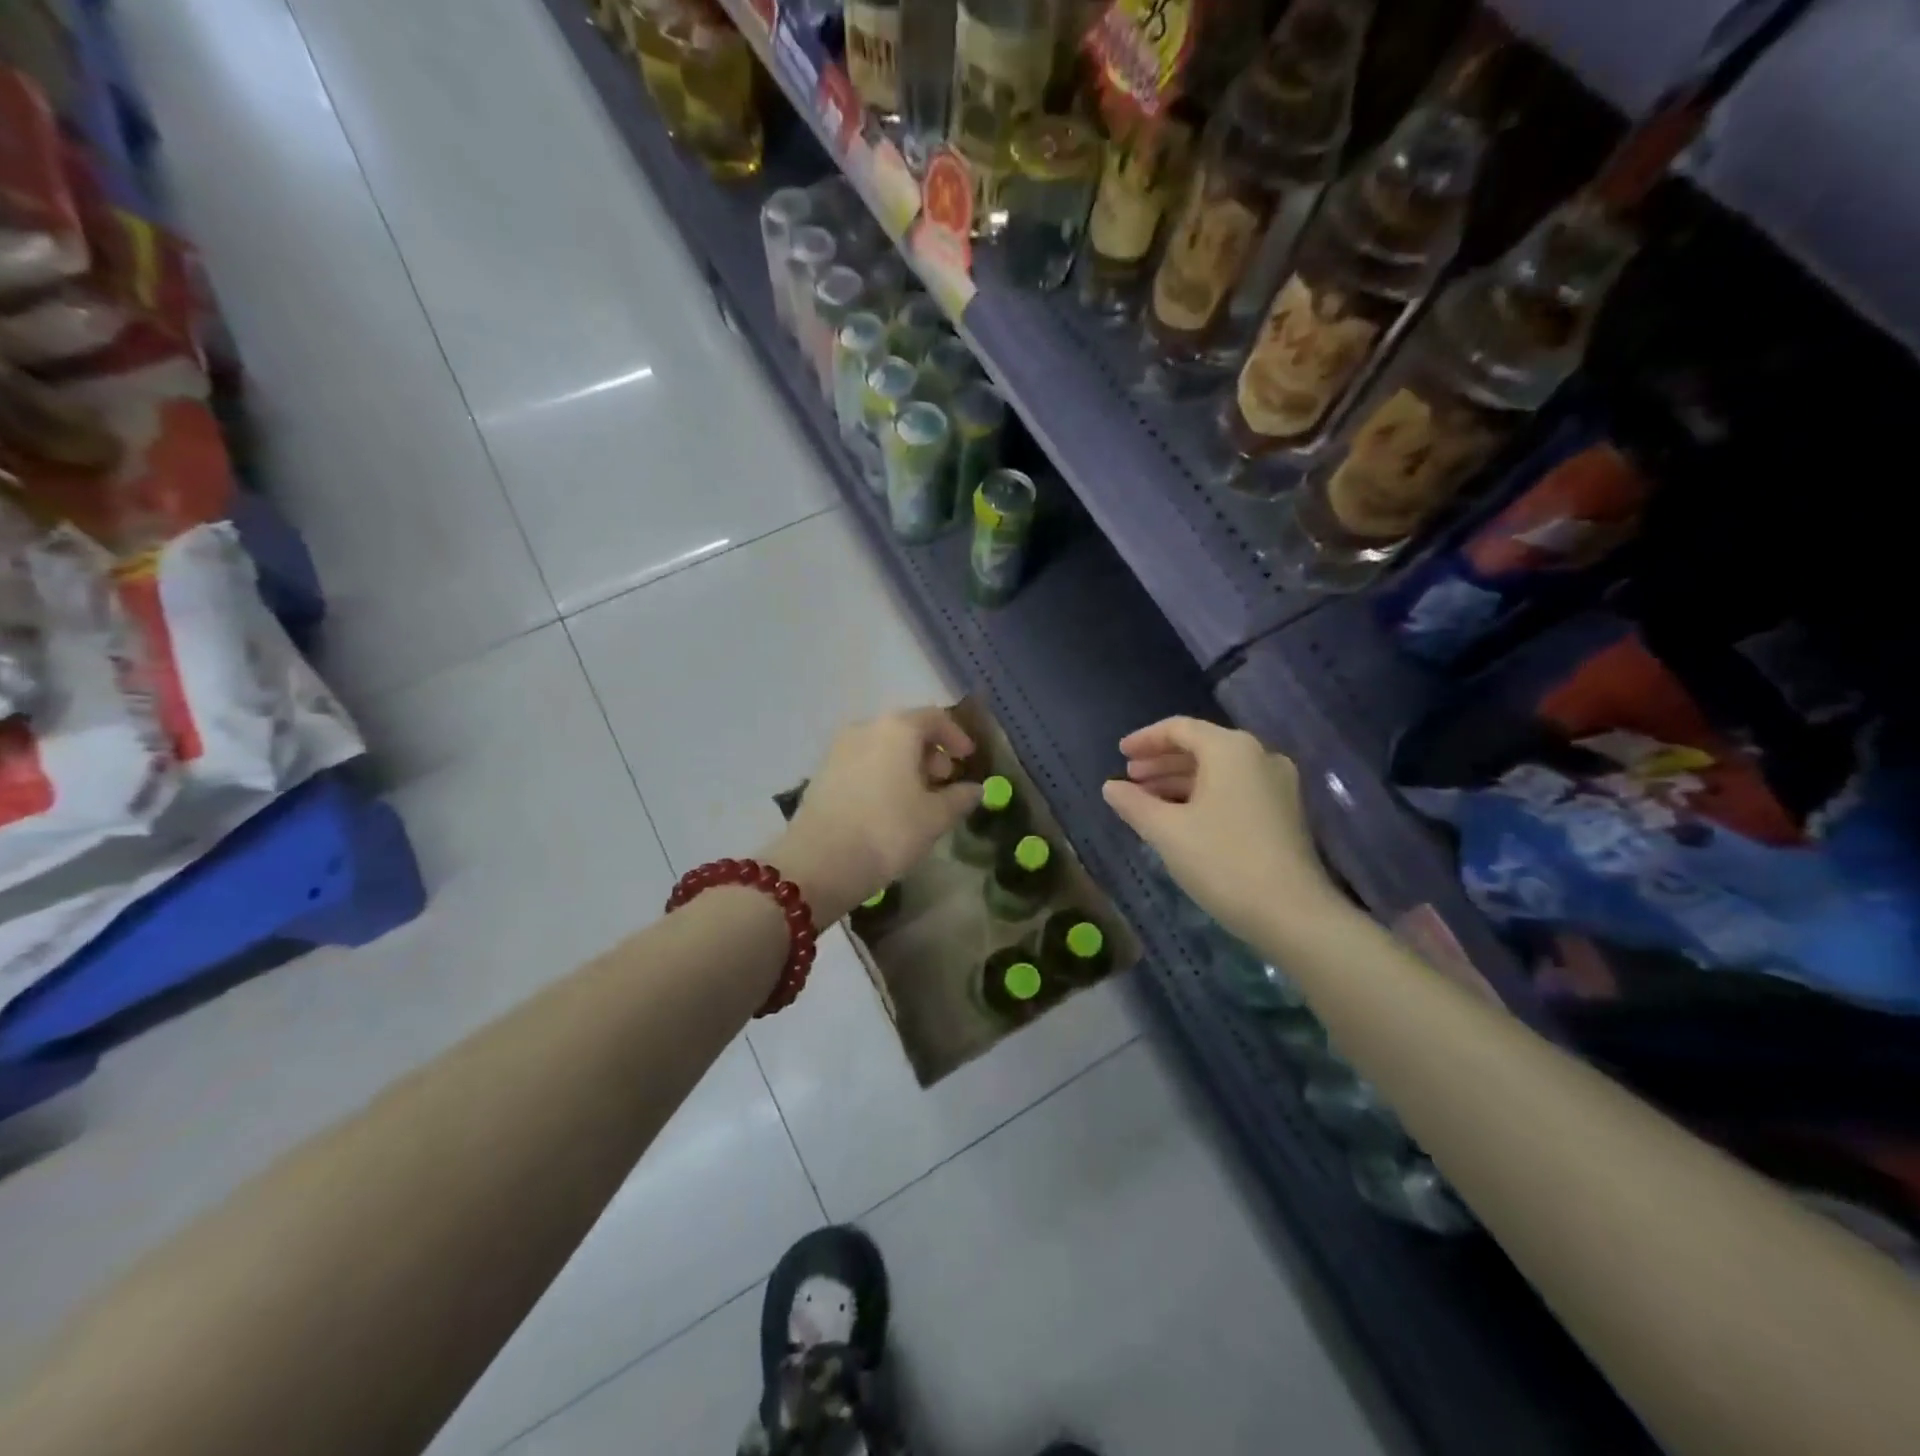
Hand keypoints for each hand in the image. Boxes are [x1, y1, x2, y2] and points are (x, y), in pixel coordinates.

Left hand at [768, 707, 982, 925]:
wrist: (819, 862)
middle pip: (905, 730)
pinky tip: (888, 806)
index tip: (968, 759)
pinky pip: (862, 764)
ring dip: (905, 765)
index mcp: (896, 729)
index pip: (934, 718)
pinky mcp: (822, 773)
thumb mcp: (935, 818)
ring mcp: (838, 750)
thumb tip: (976, 789)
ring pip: (881, 747)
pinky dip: (882, 775)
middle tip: (944, 782)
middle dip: (929, 753)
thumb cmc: (888, 830)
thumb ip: (959, 798)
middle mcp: (865, 728)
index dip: (956, 736)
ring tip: (918, 798)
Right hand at [1102, 716, 1337, 946]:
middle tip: (1129, 779)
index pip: (1180, 728)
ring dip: (1180, 781)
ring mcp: (1277, 785)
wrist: (1293, 914)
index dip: (1145, 739)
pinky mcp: (1284, 812)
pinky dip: (1203, 795)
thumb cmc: (1223, 861)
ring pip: (1218, 771)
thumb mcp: (1166, 831)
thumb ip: (1134, 803)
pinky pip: (1235, 789)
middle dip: (1161, 762)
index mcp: (1231, 749)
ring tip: (1147, 801)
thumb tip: (1110, 787)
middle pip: (1201, 747)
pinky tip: (1180, 818)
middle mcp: (1259, 756)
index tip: (1119, 754)